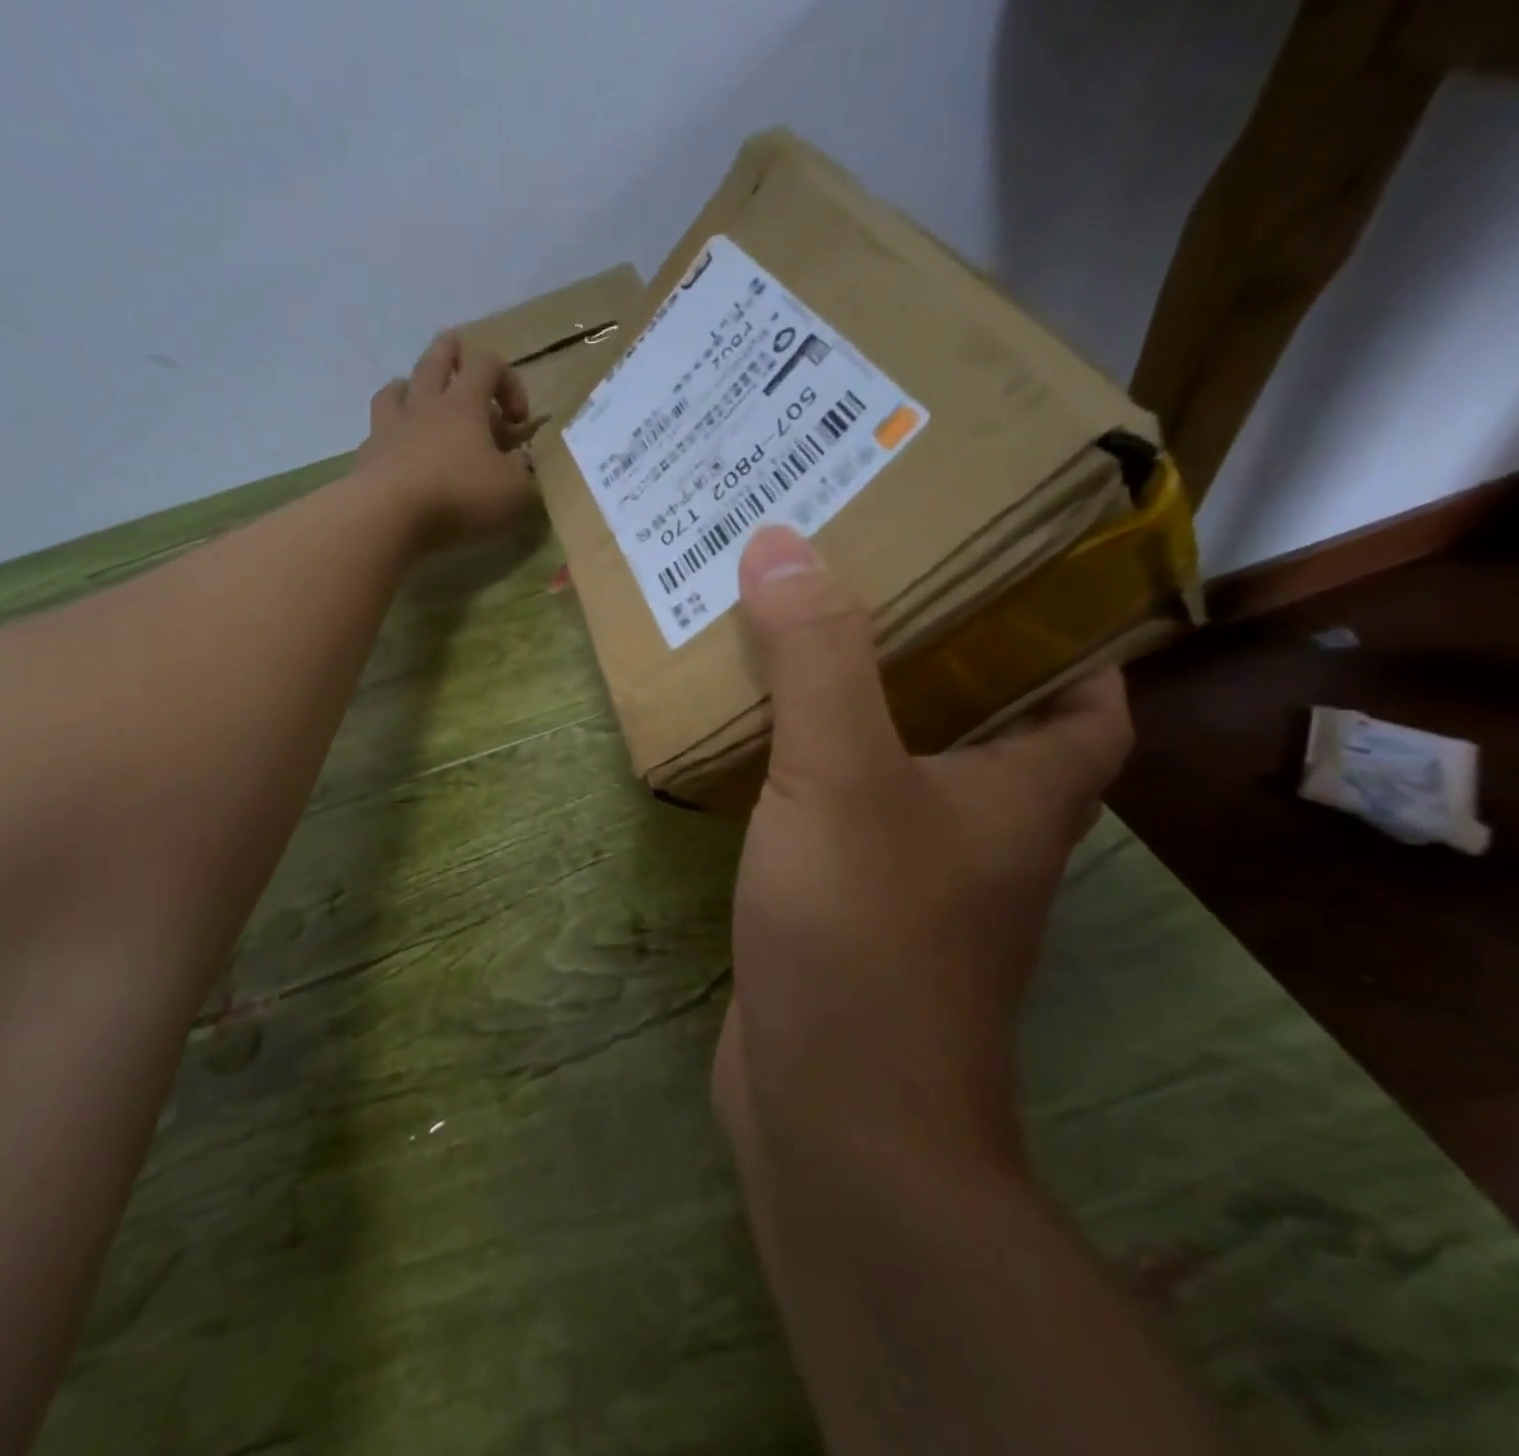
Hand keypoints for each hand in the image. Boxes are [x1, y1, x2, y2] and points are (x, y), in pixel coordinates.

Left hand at [356, 331, 542, 548]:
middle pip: (435, 359)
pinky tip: (396, 447)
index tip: (518, 420)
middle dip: (451, 353)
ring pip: (397, 387)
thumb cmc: (459, 497)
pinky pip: (377, 429)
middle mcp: (425, 404)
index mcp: (464, 404)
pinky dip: (389, 431)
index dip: (509, 381)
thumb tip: (520, 460)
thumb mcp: (513, 491)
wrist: (389, 516)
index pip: (488, 364)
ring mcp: (391, 426)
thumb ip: (522, 471)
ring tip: (419, 399)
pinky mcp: (368, 454)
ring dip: (411, 387)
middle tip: (460, 358)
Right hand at [714, 525, 1132, 1185]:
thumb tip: (781, 544)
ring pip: (889, 764)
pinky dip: (799, 771)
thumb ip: (817, 658)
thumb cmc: (864, 933)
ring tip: (793, 637)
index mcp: (1026, 790)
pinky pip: (828, 812)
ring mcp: (907, 875)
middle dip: (926, 649)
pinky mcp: (842, 908)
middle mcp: (981, 831)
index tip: (997, 569)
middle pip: (974, 716)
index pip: (1088, 691)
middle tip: (863, 578)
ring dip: (849, 706)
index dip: (1063, 628)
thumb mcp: (842, 775)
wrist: (831, 1112)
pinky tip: (748, 740)